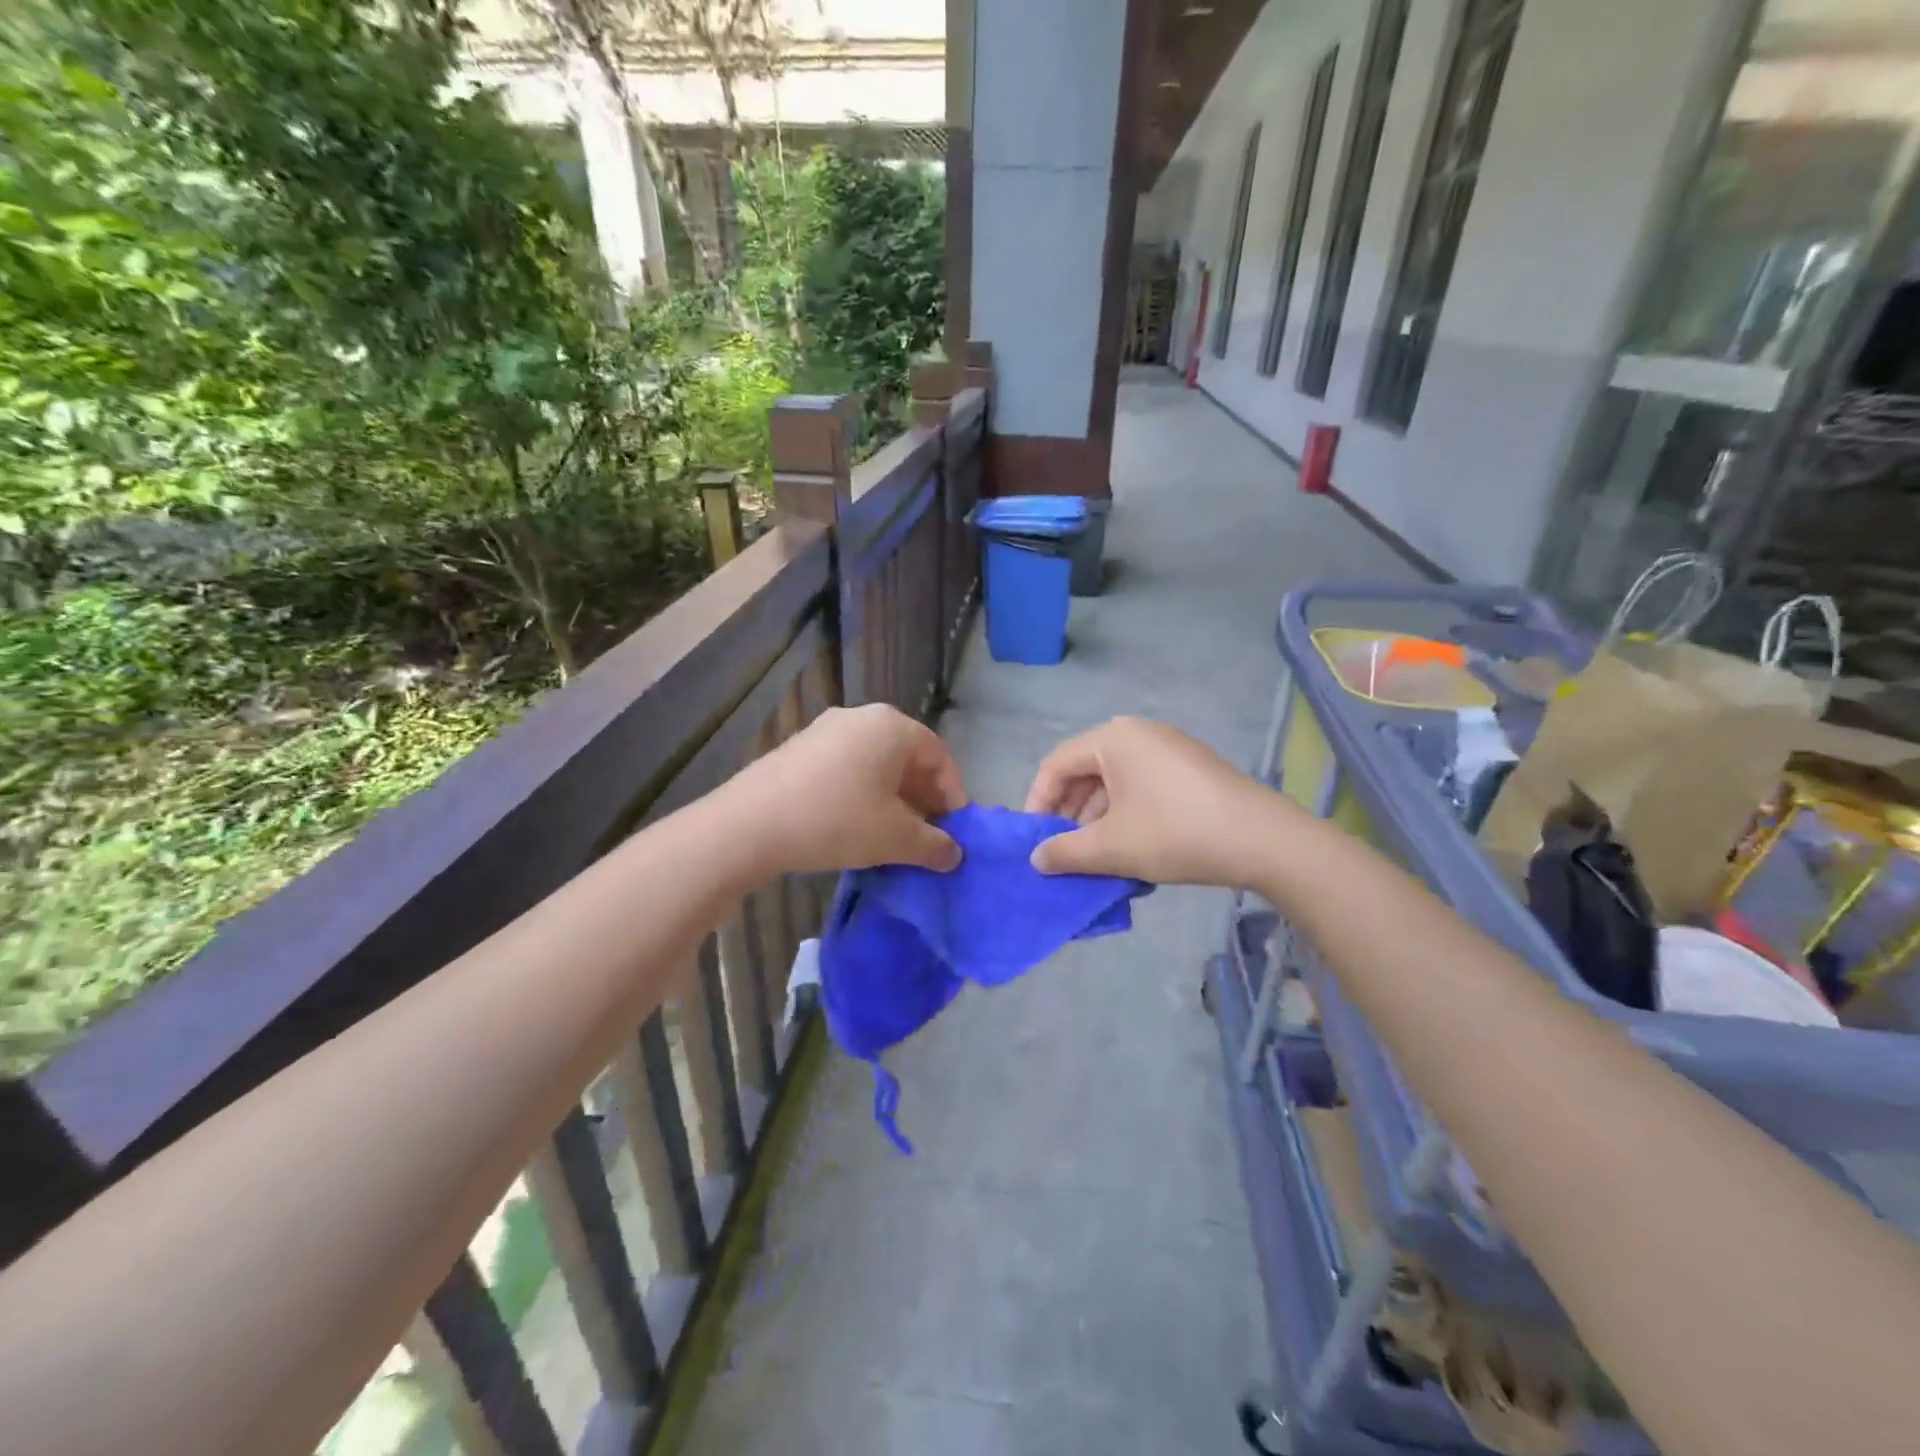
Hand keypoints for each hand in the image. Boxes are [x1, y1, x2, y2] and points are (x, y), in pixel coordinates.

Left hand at [720, 704, 965, 875]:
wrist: (748, 825)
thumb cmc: (836, 821)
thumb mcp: (895, 838)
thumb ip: (933, 845)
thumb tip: (953, 854)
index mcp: (892, 726)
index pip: (940, 757)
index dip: (952, 797)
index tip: (952, 834)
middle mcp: (861, 717)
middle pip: (907, 758)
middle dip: (922, 799)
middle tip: (924, 837)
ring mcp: (825, 730)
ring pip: (875, 764)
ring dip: (892, 799)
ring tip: (890, 837)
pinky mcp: (799, 748)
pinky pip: (846, 768)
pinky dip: (861, 794)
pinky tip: (853, 827)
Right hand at [1024, 716, 1289, 885]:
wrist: (1262, 840)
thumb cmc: (1175, 833)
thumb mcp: (1111, 847)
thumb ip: (1064, 852)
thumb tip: (1036, 859)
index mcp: (1112, 739)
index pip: (1055, 765)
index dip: (1037, 803)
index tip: (1034, 841)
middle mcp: (1137, 733)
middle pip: (1084, 770)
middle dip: (1068, 813)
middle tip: (1062, 851)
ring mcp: (1167, 748)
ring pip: (1113, 781)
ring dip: (1096, 818)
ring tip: (1095, 857)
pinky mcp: (1189, 768)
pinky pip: (1140, 785)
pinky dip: (1125, 813)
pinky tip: (1130, 847)